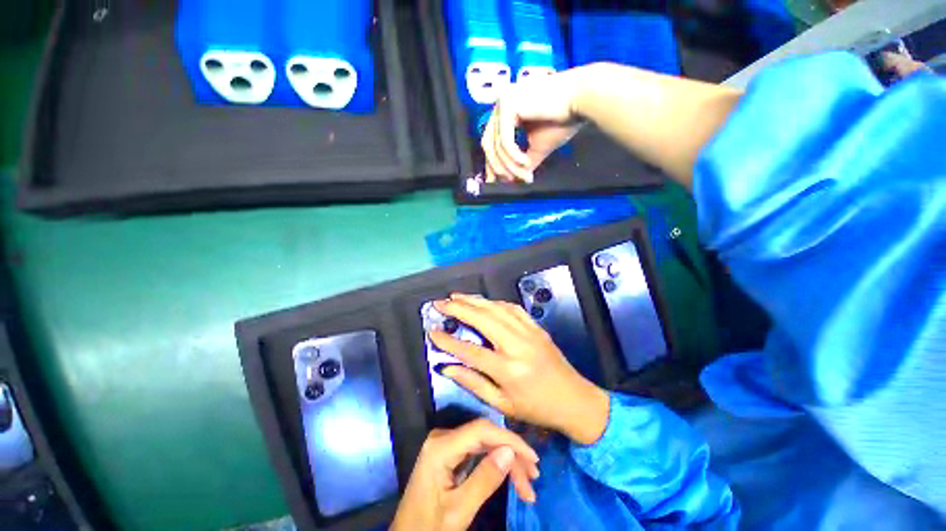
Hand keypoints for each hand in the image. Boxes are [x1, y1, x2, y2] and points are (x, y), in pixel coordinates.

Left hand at [390, 419, 538, 530]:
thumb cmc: (430, 528)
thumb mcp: (459, 510)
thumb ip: (484, 479)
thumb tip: (510, 451)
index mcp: (441, 447)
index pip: (482, 431)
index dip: (509, 440)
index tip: (533, 458)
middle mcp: (443, 437)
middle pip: (485, 437)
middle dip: (511, 456)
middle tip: (532, 480)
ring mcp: (446, 443)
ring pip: (485, 443)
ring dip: (506, 461)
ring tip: (527, 486)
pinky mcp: (450, 452)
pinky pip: (478, 451)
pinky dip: (495, 463)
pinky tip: (510, 476)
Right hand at [430, 294, 609, 444]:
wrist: (574, 400)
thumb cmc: (536, 408)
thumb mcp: (502, 404)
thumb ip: (473, 383)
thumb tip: (447, 367)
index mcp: (508, 369)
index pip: (470, 351)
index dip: (448, 340)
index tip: (432, 331)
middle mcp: (517, 345)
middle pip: (483, 319)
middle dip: (459, 308)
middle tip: (440, 302)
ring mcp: (529, 332)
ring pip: (497, 308)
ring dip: (475, 300)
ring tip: (456, 296)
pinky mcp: (536, 327)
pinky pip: (513, 308)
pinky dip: (495, 302)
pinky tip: (484, 301)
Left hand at [480, 68, 587, 182]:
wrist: (582, 98)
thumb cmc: (562, 120)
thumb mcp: (538, 147)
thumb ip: (523, 162)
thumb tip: (515, 180)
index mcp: (505, 113)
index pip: (491, 143)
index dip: (492, 165)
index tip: (495, 182)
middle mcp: (500, 106)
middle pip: (489, 145)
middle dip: (499, 167)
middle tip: (511, 182)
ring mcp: (502, 103)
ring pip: (497, 145)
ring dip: (510, 165)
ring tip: (525, 175)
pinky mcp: (509, 104)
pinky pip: (505, 140)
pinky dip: (514, 156)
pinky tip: (526, 163)